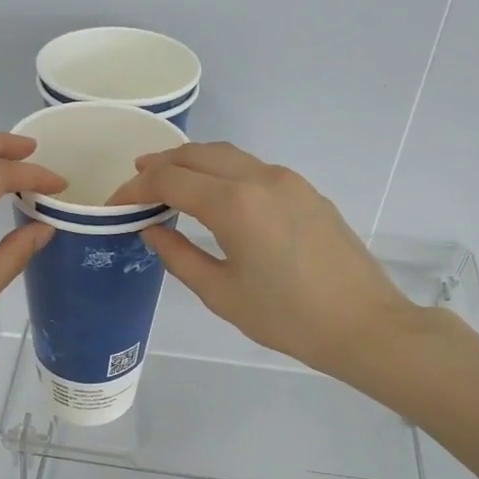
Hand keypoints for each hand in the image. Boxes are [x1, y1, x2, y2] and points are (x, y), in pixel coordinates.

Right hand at [109, 142, 419, 381]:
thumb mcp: (221, 293)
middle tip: (136, 181)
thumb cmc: (286, 318)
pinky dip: (223, 172)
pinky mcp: (307, 192)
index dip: (136, 188)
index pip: (170, 180)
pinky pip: (253, 169)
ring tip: (170, 182)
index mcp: (234, 204)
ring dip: (194, 163)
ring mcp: (288, 181)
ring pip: (229, 156)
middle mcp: (260, 178)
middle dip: (162, 163)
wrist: (363, 324)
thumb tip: (151, 230)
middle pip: (199, 154)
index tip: (115, 203)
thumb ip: (179, 256)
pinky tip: (216, 196)